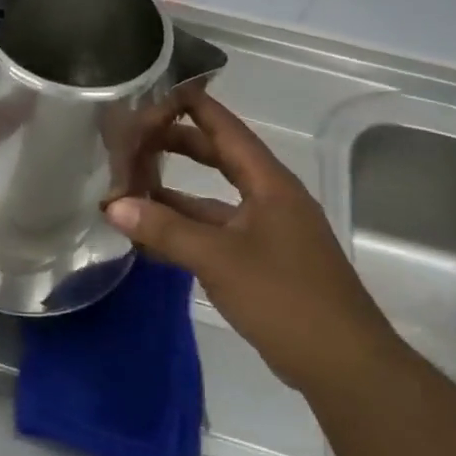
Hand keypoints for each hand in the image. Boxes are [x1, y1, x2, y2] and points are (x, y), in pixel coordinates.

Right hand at [106, 90, 401, 393]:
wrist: (343, 365)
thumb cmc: (286, 298)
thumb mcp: (220, 259)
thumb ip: (165, 230)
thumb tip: (113, 205)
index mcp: (269, 185)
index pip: (227, 130)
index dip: (195, 107)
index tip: (157, 91)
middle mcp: (269, 200)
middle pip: (218, 159)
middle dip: (176, 146)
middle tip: (132, 137)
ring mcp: (265, 233)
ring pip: (211, 200)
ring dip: (173, 195)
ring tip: (128, 186)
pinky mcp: (259, 263)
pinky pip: (213, 233)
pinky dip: (182, 230)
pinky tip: (149, 236)